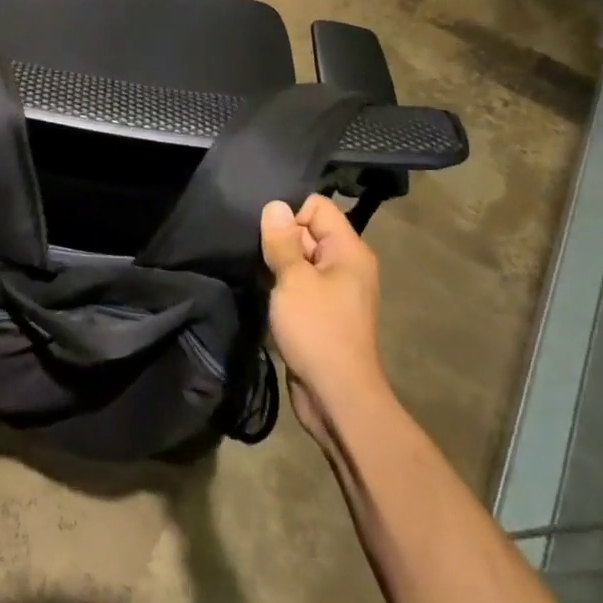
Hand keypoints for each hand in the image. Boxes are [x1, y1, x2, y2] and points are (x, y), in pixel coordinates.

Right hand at [261, 195, 387, 446]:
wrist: (337, 397)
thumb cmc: (318, 331)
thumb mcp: (294, 280)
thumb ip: (282, 241)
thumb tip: (275, 205)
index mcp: (348, 250)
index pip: (317, 206)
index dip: (289, 214)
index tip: (266, 234)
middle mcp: (346, 265)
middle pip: (307, 231)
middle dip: (279, 238)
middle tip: (254, 252)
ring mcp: (334, 290)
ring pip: (299, 259)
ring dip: (276, 264)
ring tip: (255, 272)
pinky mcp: (321, 312)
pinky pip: (298, 284)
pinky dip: (281, 286)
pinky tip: (262, 292)